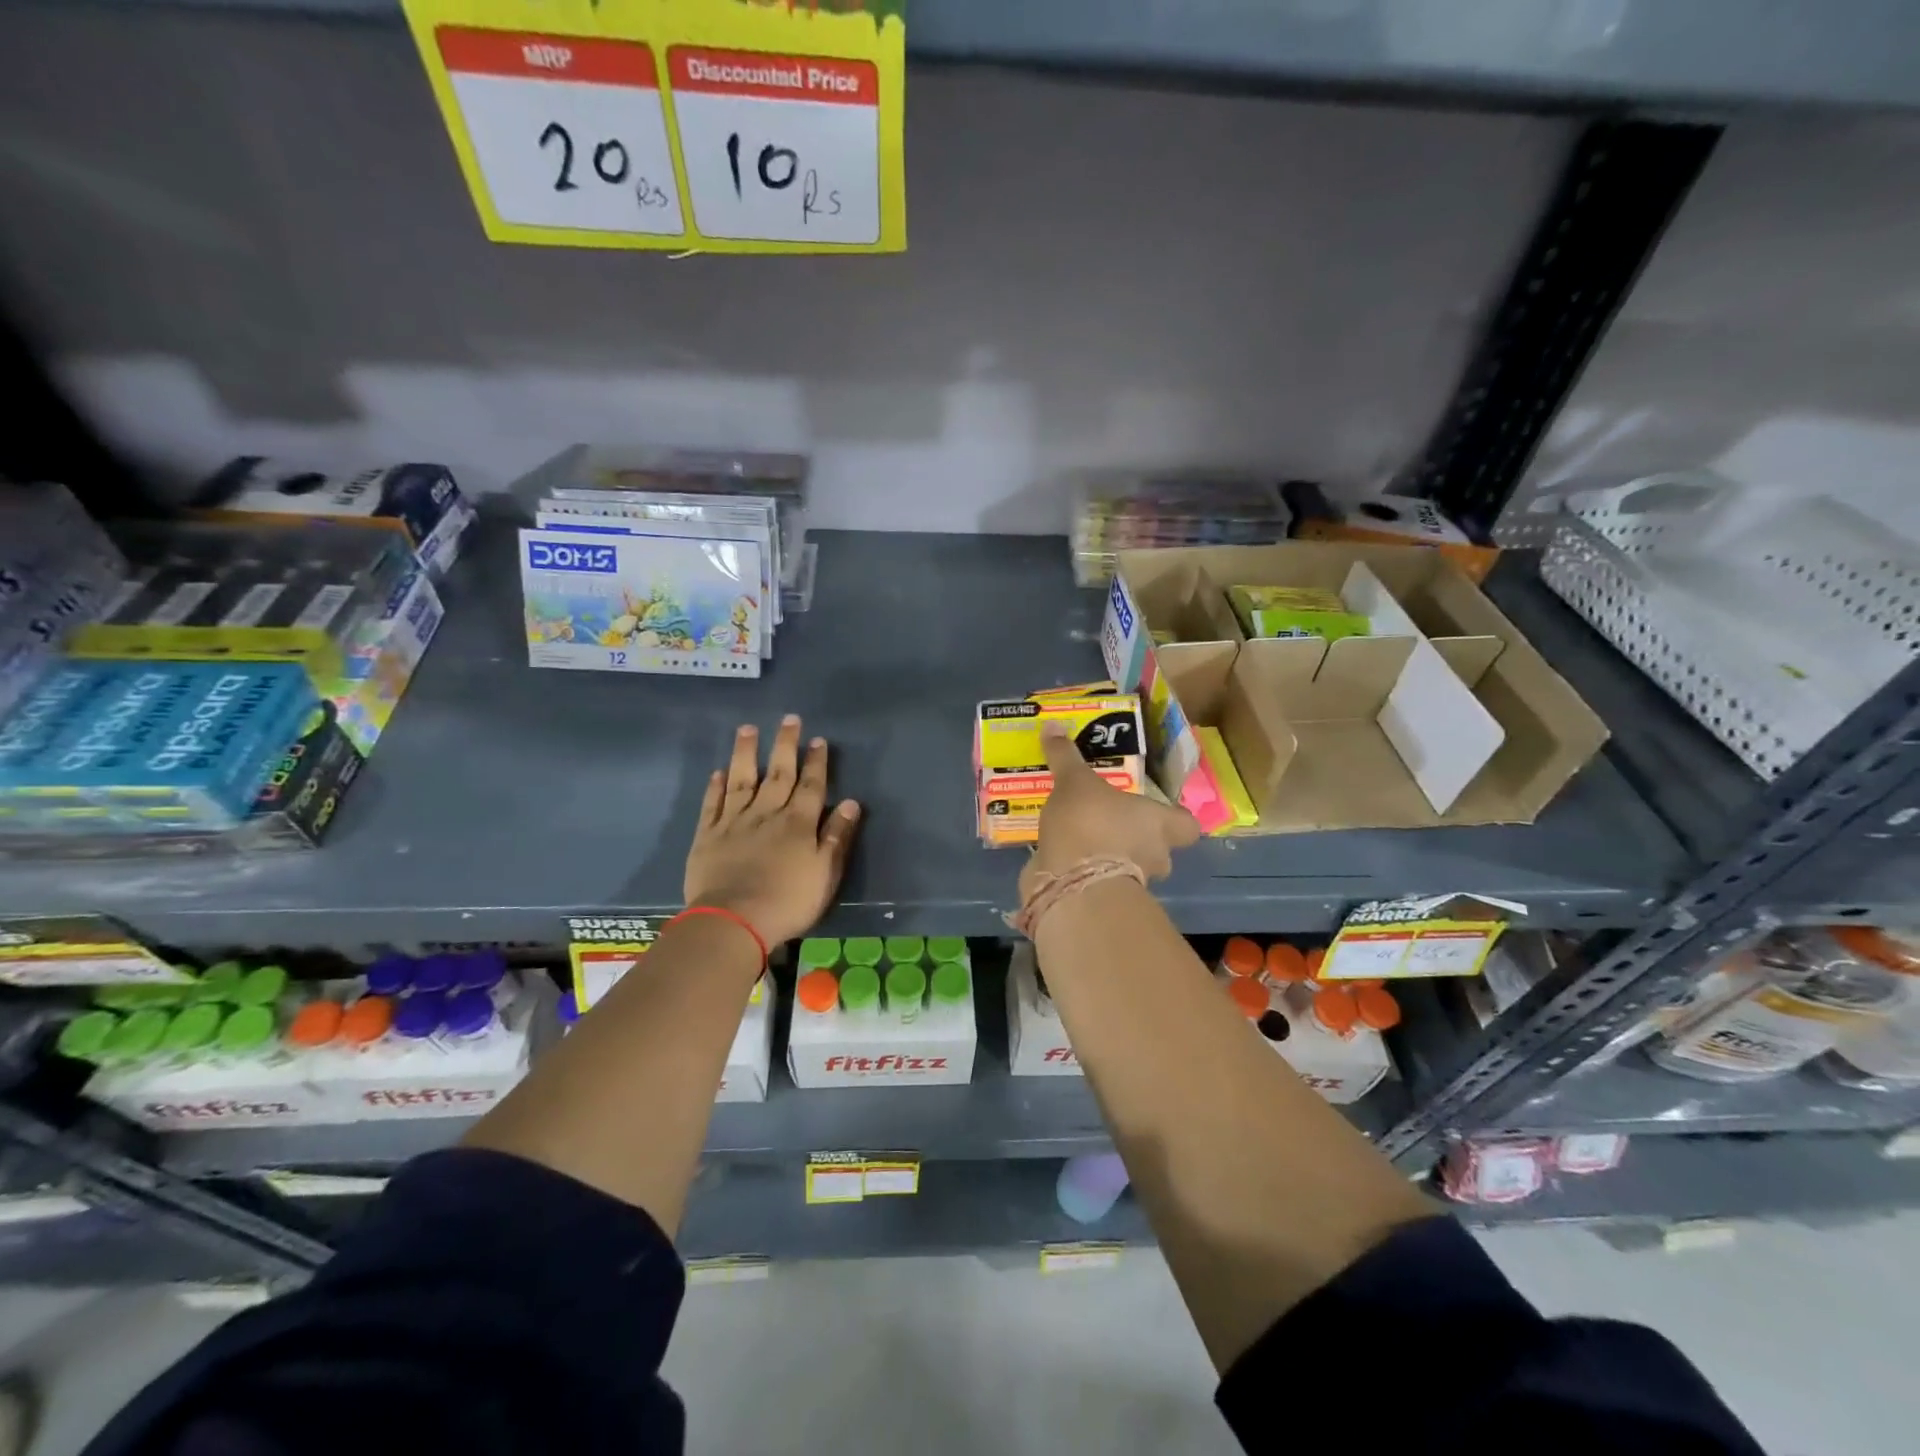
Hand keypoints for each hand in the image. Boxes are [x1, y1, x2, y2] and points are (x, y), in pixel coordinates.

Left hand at [684, 716, 861, 945]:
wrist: (734, 921)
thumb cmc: (788, 901)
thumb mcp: (825, 873)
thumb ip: (837, 836)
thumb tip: (851, 802)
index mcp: (798, 823)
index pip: (811, 785)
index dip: (816, 762)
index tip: (818, 740)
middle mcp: (767, 813)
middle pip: (778, 773)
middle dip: (785, 745)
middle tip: (789, 720)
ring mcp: (734, 822)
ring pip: (742, 780)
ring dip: (745, 753)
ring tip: (747, 729)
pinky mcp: (708, 835)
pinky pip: (712, 804)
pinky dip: (715, 787)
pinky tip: (718, 772)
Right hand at [1024, 720, 1199, 895]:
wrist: (1071, 883)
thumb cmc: (1089, 823)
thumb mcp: (1074, 782)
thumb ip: (1066, 757)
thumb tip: (1053, 725)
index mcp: (1159, 823)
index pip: (1187, 825)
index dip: (1175, 818)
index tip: (1157, 811)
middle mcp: (1154, 854)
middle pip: (1158, 847)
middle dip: (1137, 837)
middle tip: (1111, 820)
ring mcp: (1132, 883)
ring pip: (1129, 866)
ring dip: (1110, 855)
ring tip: (1080, 835)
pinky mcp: (1103, 899)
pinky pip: (1099, 881)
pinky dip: (1086, 871)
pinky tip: (1064, 856)